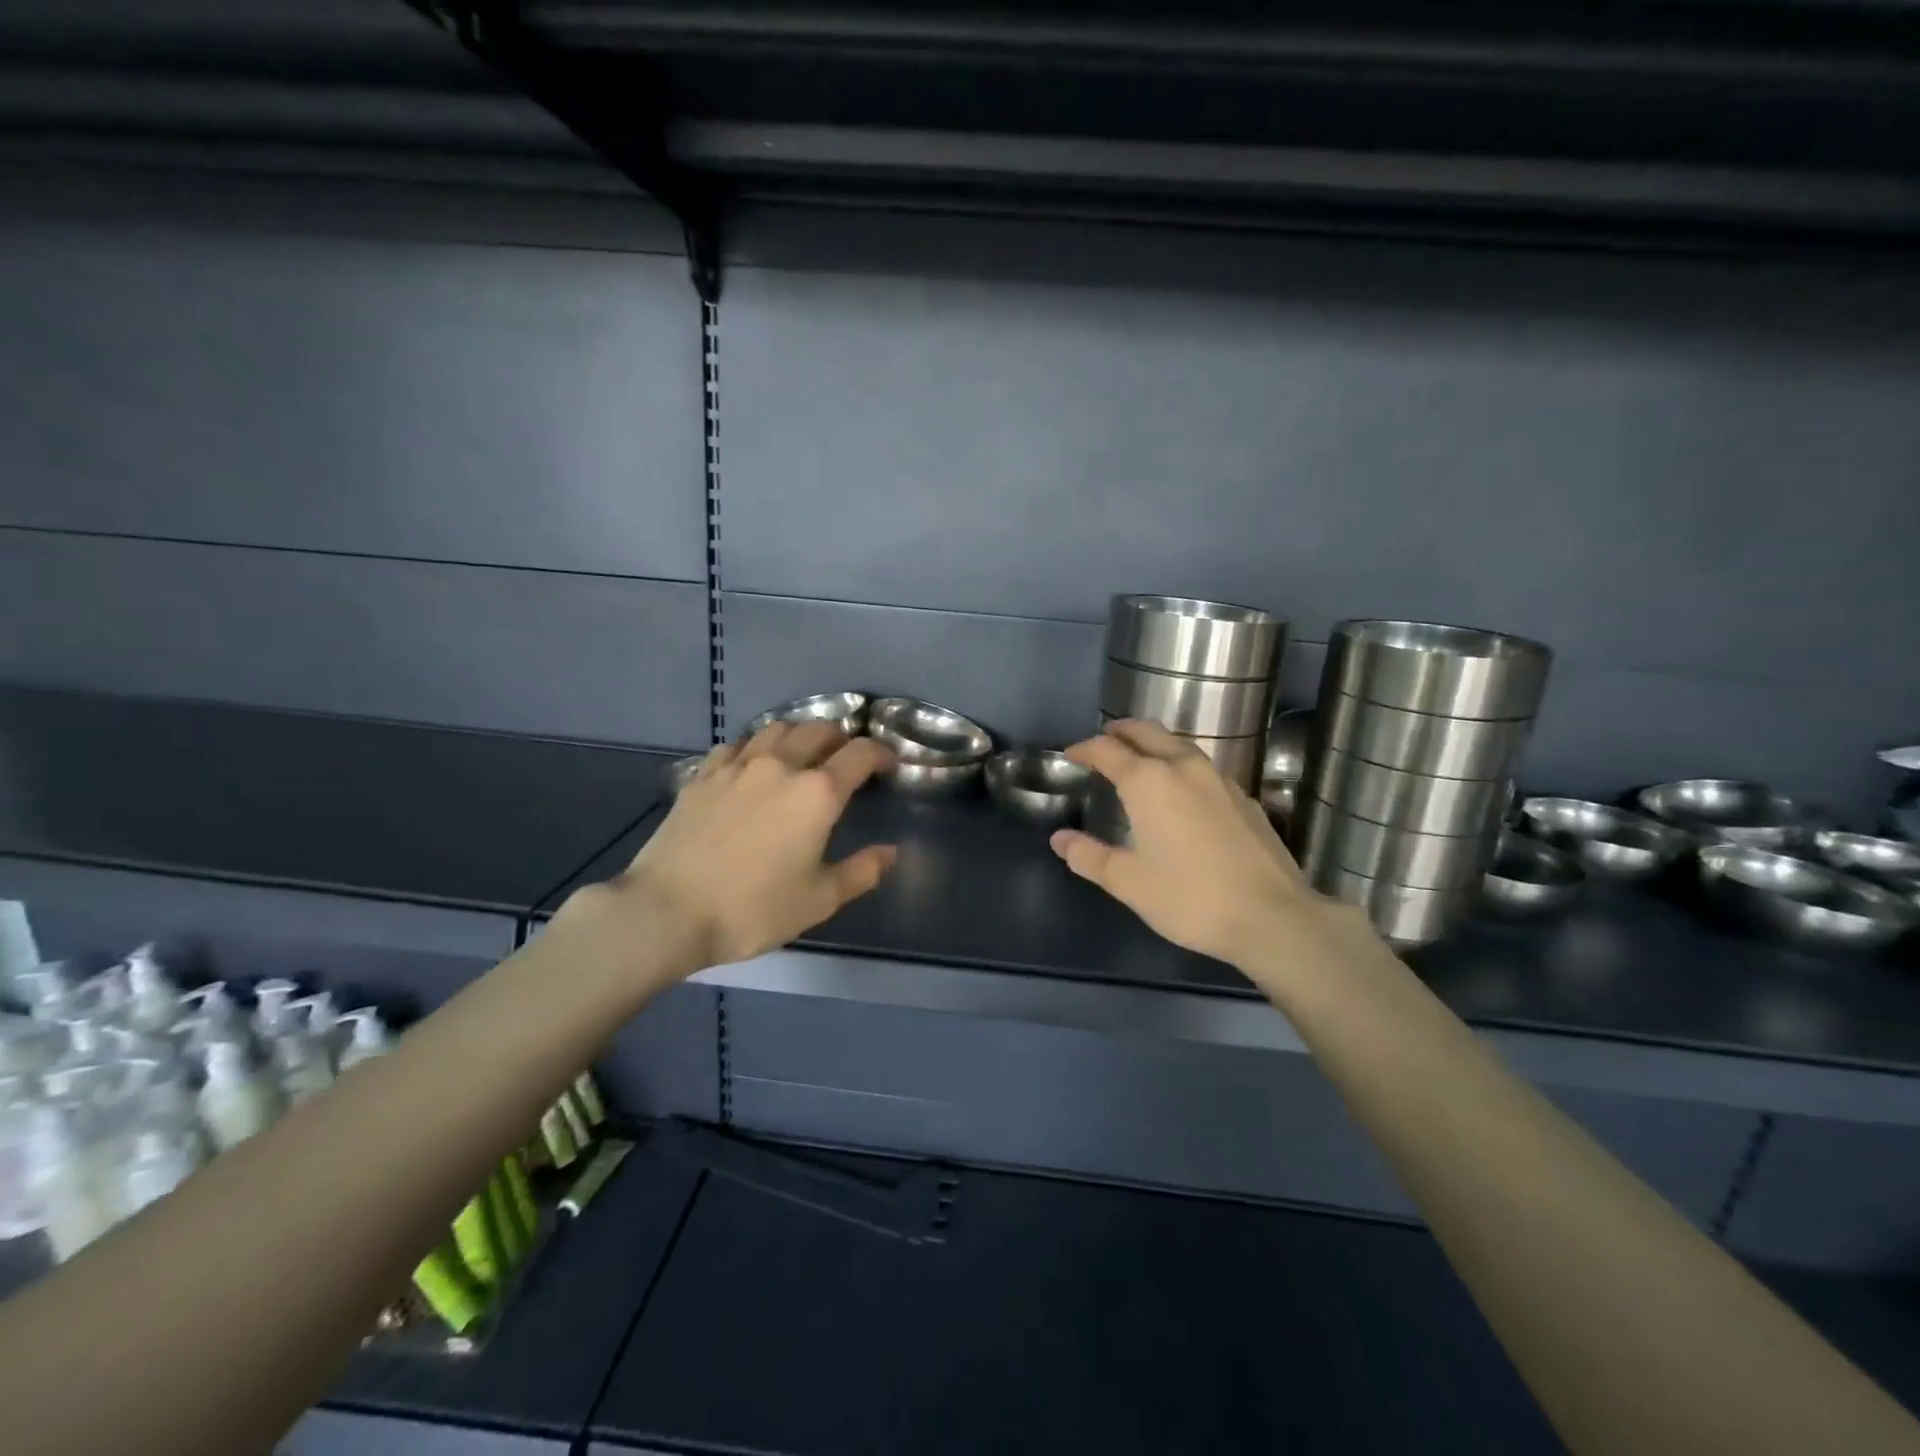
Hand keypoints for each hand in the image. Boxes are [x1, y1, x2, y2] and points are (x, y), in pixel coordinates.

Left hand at [581, 721, 897, 972]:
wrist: (667, 912)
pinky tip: (752, 765)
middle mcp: (780, 766)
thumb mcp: (819, 900)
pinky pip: (736, 746)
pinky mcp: (702, 776)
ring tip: (802, 753)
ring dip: (798, 734)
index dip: (881, 753)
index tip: (889, 763)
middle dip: (840, 737)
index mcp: (817, 793)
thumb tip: (890, 852)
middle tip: (846, 756)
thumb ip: (861, 871)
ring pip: (776, 728)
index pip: (860, 754)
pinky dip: (755, 747)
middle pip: (818, 729)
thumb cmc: (753, 909)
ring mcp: (736, 766)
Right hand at [1050, 720, 1372, 973]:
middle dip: (1121, 732)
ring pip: (1179, 745)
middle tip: (1103, 742)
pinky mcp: (1244, 797)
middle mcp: (1184, 767)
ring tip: (1139, 761)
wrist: (1273, 917)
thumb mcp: (1127, 882)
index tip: (1071, 755)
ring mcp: (1219, 779)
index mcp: (1149, 781)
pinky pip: (1202, 766)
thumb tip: (1059, 838)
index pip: (1108, 750)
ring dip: (1153, 744)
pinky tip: (1181, 791)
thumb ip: (1088, 856)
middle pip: (1147, 732)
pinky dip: (1180, 764)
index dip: (1084, 749)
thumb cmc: (1189, 898)